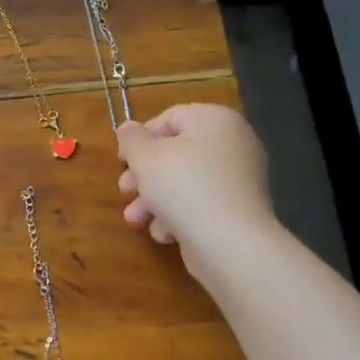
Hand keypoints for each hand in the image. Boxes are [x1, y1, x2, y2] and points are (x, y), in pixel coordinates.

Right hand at [116, 104, 276, 279]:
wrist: (230, 242)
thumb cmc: (183, 187)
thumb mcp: (145, 158)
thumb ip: (132, 139)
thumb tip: (128, 128)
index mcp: (215, 120)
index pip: (170, 118)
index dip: (140, 138)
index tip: (121, 160)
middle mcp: (233, 143)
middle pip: (176, 153)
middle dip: (144, 175)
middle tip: (124, 191)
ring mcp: (239, 178)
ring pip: (185, 182)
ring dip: (154, 200)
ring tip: (135, 219)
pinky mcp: (239, 209)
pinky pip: (202, 204)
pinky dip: (180, 215)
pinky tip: (165, 233)